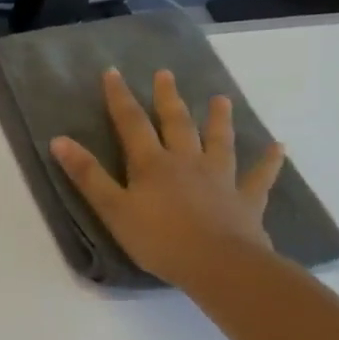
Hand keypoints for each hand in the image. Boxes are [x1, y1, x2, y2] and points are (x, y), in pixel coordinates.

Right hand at [50, 68, 287, 288]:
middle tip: (166, 74)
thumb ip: (87, 174)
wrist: (221, 266)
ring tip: (220, 99)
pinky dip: (269, 161)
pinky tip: (278, 148)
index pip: (131, 123)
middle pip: (177, 123)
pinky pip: (259, 176)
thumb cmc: (159, 239)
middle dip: (168, 98)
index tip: (113, 73)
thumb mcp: (112, 208)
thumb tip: (59, 140)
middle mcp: (187, 162)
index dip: (120, 97)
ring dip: (218, 119)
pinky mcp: (246, 200)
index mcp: (152, 163)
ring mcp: (220, 179)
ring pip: (219, 141)